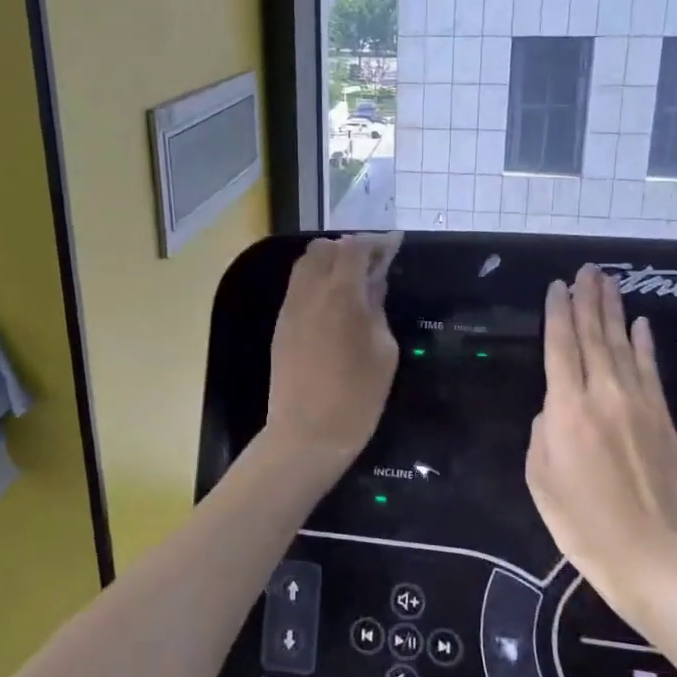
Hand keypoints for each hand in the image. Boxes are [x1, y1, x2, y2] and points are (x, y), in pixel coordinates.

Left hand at [263, 235, 399, 469]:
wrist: (307, 435)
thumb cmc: (357, 398)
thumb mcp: (383, 352)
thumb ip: (377, 308)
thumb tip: (374, 281)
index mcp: (341, 295)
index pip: (355, 248)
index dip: (377, 242)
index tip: (395, 244)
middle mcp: (310, 292)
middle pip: (325, 248)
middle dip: (350, 248)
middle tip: (374, 264)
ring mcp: (290, 308)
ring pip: (306, 264)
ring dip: (330, 262)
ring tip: (354, 280)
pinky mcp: (281, 325)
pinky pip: (298, 287)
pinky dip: (316, 280)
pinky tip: (334, 301)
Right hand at [526, 264, 676, 602]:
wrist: (651, 556)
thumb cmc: (581, 522)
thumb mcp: (539, 477)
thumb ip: (543, 431)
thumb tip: (555, 409)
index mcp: (566, 409)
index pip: (560, 346)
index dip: (557, 312)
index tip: (557, 285)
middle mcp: (604, 395)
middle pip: (594, 336)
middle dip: (589, 299)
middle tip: (587, 269)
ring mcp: (639, 404)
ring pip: (623, 345)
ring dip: (615, 311)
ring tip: (608, 282)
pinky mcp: (663, 419)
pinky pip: (651, 370)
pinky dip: (645, 344)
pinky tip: (642, 324)